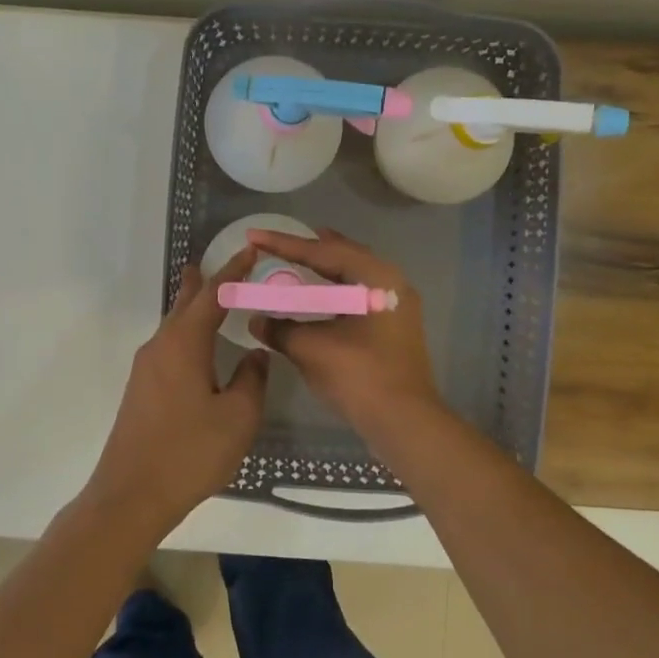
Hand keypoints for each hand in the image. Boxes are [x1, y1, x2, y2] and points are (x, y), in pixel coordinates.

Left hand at [86, 249, 268, 532]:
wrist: (130, 494)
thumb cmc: (190, 452)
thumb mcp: (238, 417)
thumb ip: (251, 379)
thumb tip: (254, 353)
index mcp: (184, 343)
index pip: (213, 294)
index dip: (233, 271)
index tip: (250, 251)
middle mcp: (161, 346)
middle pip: (183, 304)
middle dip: (200, 283)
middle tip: (213, 263)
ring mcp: (146, 369)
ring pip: (173, 326)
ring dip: (190, 309)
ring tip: (206, 297)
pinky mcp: (141, 390)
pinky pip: (168, 347)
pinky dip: (185, 334)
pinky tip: (196, 349)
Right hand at [247, 228, 442, 439]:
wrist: (404, 422)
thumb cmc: (360, 376)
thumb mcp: (312, 348)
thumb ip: (281, 328)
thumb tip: (257, 320)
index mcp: (375, 278)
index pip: (323, 252)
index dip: (284, 244)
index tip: (254, 235)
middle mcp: (390, 284)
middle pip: (344, 256)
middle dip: (310, 248)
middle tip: (279, 242)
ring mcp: (395, 307)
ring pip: (353, 276)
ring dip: (325, 268)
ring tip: (300, 258)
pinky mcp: (392, 329)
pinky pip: (357, 297)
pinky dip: (334, 291)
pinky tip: (318, 297)